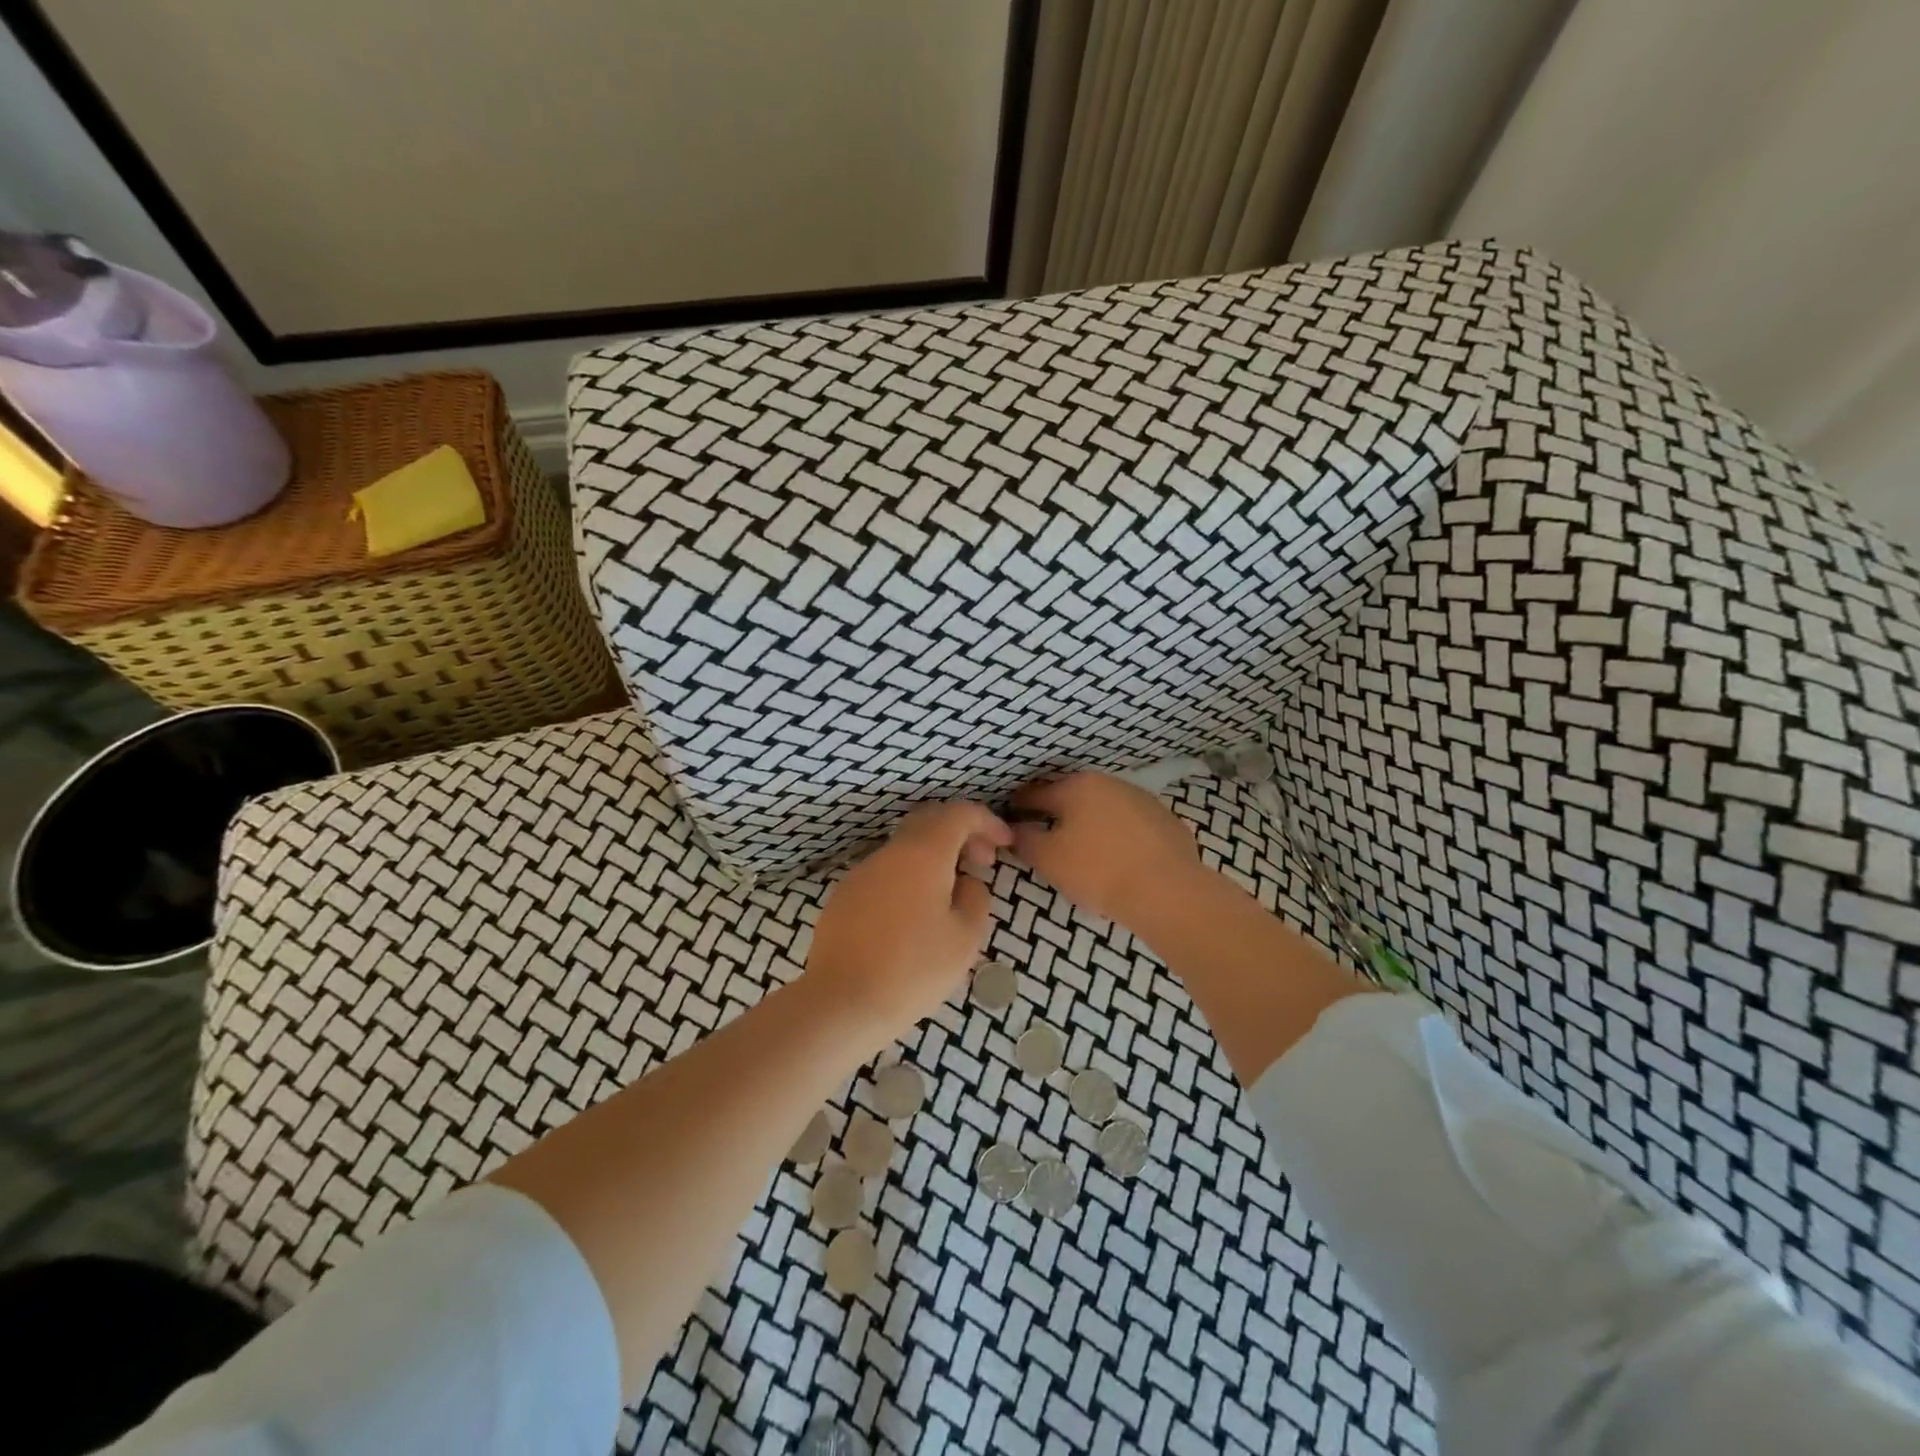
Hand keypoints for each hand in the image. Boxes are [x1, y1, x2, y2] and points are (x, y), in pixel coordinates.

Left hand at [805, 802, 1012, 1042]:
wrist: (842, 1003)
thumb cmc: (913, 970)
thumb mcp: (965, 938)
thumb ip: (975, 898)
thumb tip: (967, 882)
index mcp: (923, 854)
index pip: (959, 814)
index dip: (987, 821)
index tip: (1004, 843)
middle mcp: (890, 853)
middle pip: (929, 822)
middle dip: (961, 833)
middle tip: (982, 862)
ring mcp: (862, 873)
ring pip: (905, 848)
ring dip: (934, 857)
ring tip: (952, 894)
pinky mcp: (845, 896)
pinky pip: (886, 873)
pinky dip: (910, 877)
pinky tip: (916, 915)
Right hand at [1009, 772, 1207, 931]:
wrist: (1167, 892)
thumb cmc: (1097, 870)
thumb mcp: (1047, 859)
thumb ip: (1025, 840)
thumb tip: (1015, 830)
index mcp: (1076, 786)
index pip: (1035, 793)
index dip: (1018, 807)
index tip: (1010, 820)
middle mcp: (1109, 783)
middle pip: (1071, 798)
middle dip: (1056, 814)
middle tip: (1046, 839)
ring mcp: (1142, 799)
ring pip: (1104, 809)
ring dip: (1090, 824)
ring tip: (1084, 852)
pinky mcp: (1166, 821)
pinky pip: (1131, 826)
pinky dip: (1119, 837)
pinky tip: (1119, 860)